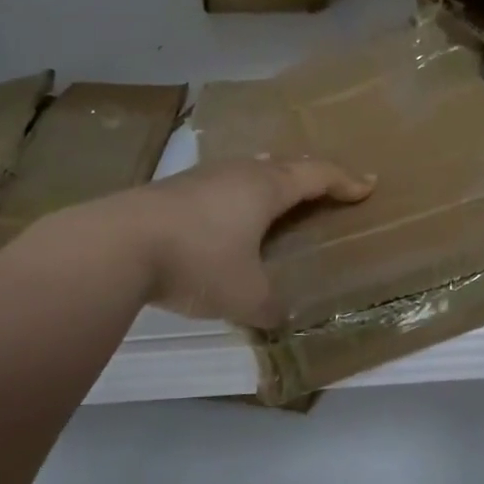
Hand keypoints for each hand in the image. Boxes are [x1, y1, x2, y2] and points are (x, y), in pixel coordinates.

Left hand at [121, 157, 373, 324]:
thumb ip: (269, 308)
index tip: (367, 185)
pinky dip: (240, 196)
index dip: (345, 181)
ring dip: (272, 183)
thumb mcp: (244, 295)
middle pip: (285, 165)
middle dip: (310, 175)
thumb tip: (281, 318)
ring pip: (250, 171)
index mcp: (266, 188)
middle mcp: (239, 173)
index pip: (317, 175)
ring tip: (279, 199)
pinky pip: (223, 184)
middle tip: (327, 188)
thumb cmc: (198, 261)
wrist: (117, 244)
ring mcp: (203, 176)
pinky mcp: (174, 189)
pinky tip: (229, 216)